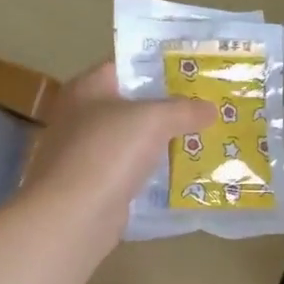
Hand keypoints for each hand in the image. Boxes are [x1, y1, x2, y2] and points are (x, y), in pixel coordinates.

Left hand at [22, 63, 212, 223]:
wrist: (73, 216)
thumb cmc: (108, 153)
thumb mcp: (153, 120)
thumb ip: (183, 109)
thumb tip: (210, 108)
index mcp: (87, 88)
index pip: (127, 66)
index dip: (161, 67)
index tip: (196, 72)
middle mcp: (82, 117)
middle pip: (132, 104)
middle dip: (169, 107)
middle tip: (209, 106)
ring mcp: (87, 154)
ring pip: (135, 141)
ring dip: (165, 142)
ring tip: (206, 139)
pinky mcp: (96, 186)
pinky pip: (133, 172)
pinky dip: (155, 173)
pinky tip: (186, 175)